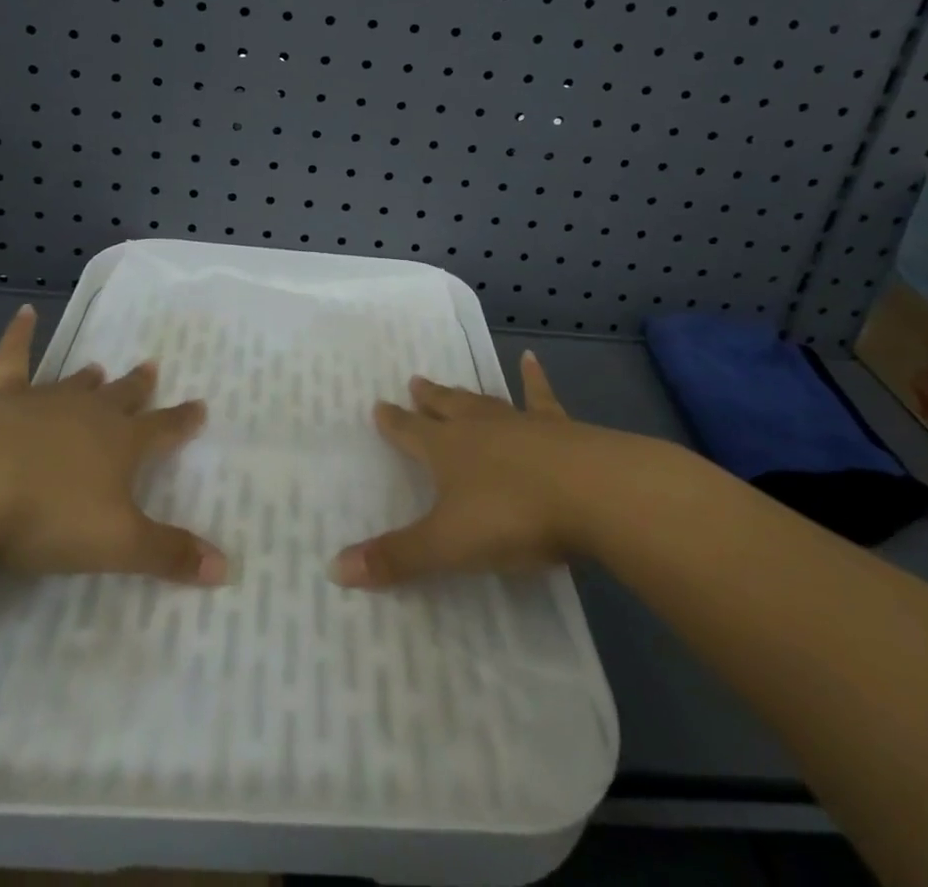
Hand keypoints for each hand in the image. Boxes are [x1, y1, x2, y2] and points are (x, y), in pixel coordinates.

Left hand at [0, 304, 226, 584]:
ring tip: (100, 367)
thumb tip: (229, 569)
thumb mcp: (117, 544)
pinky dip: (19, 336)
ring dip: (89, 377)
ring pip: (74, 384)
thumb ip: (169, 554)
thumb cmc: (49, 516)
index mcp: (121, 444)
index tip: (200, 406)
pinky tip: (24, 313)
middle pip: (121, 397)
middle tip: (151, 367)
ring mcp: (43, 401)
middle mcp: (89, 414)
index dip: (183, 421)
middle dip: (139, 387)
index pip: (163, 429)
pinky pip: (13, 360)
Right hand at [331, 351, 588, 587]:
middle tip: (415, 382)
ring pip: (485, 402)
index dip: (393, 422)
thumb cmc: (512, 517)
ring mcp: (520, 423)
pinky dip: (534, 379)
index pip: (410, 432)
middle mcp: (478, 428)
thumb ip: (396, 557)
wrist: (593, 492)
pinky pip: (540, 397)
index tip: (379, 405)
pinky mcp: (559, 428)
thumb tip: (335, 569)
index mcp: (447, 450)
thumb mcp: (448, 545)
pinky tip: (531, 359)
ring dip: (467, 394)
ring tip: (455, 383)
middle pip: (446, 408)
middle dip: (428, 399)